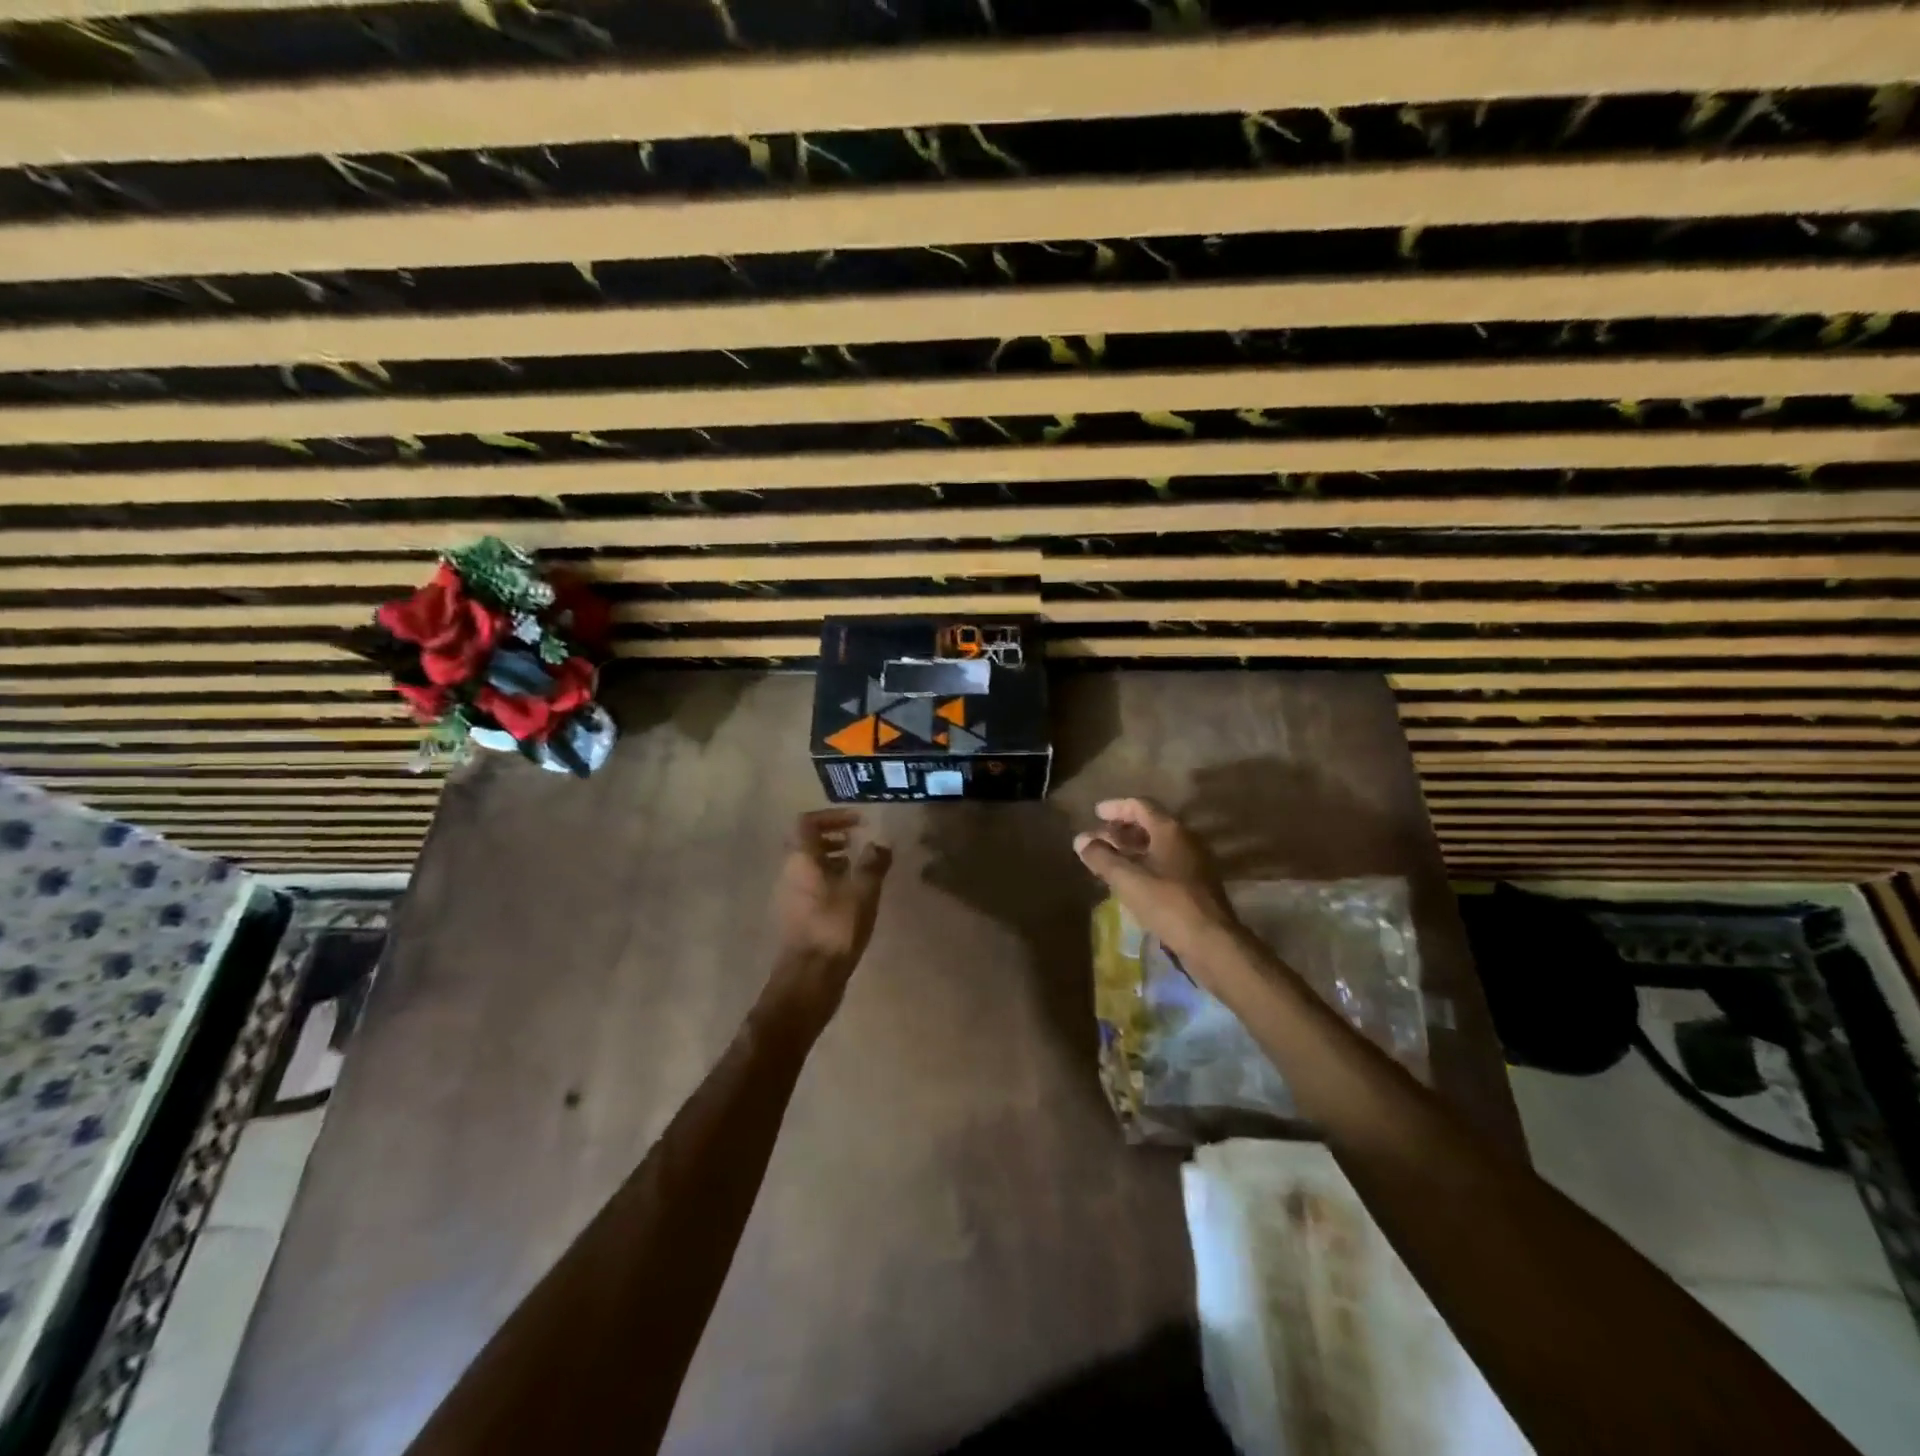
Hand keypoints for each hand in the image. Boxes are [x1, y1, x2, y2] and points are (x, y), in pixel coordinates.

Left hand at [765, 809, 892, 1027]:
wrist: (809, 977)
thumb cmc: (835, 927)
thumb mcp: (863, 891)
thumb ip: (873, 863)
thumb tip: (880, 844)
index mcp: (801, 859)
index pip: (807, 822)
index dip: (832, 816)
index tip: (857, 822)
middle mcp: (788, 872)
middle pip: (805, 843)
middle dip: (832, 837)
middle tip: (856, 841)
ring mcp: (788, 896)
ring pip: (807, 865)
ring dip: (830, 860)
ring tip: (857, 868)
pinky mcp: (794, 916)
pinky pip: (808, 885)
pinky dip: (827, 880)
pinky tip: (850, 896)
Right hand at [1073, 797, 1239, 959]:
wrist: (1211, 942)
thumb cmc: (1167, 903)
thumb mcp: (1127, 879)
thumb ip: (1101, 857)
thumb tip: (1081, 840)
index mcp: (1170, 830)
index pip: (1140, 805)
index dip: (1116, 807)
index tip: (1096, 813)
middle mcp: (1186, 839)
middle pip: (1150, 823)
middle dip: (1122, 829)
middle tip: (1099, 838)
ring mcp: (1195, 861)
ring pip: (1159, 845)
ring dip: (1133, 847)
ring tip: (1110, 859)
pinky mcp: (1198, 883)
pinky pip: (1166, 862)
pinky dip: (1146, 863)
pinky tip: (1132, 879)